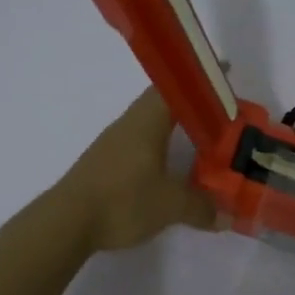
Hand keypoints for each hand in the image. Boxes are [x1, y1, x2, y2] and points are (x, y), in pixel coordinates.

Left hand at [54, 89, 220, 252]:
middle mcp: (128, 125)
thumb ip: (201, 206)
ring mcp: (112, 144)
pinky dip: (158, 148)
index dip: (197, 79)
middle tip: (219, 111)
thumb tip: (227, 215)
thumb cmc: (122, 200)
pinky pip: (138, 145)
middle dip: (190, 103)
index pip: (174, 87)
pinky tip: (168, 167)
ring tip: (199, 139)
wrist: (67, 223)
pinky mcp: (104, 165)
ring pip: (149, 125)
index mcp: (146, 121)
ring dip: (173, 127)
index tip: (222, 71)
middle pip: (161, 103)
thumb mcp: (170, 205)